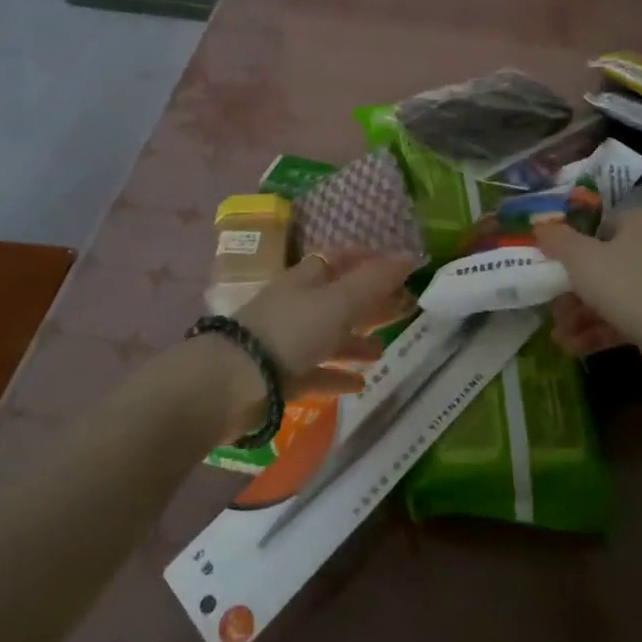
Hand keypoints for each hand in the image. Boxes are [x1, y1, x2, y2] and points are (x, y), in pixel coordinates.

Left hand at [199, 253, 416, 438]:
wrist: (231, 384)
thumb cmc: (289, 332)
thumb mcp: (338, 302)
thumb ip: (374, 281)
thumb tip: (410, 257)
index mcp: (306, 278)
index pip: (340, 260)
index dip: (368, 261)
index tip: (398, 270)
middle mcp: (296, 304)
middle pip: (339, 299)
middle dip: (370, 304)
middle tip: (403, 311)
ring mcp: (286, 341)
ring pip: (328, 336)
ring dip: (355, 342)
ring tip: (383, 351)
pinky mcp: (280, 376)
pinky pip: (315, 372)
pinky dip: (337, 375)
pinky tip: (359, 384)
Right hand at [535, 211, 641, 396]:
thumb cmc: (627, 284)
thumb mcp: (581, 258)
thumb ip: (557, 240)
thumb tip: (541, 228)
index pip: (600, 227)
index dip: (572, 248)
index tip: (552, 269)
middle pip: (603, 265)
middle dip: (572, 292)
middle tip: (552, 310)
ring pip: (613, 294)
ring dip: (582, 315)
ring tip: (559, 336)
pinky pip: (627, 316)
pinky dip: (600, 329)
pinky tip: (574, 347)